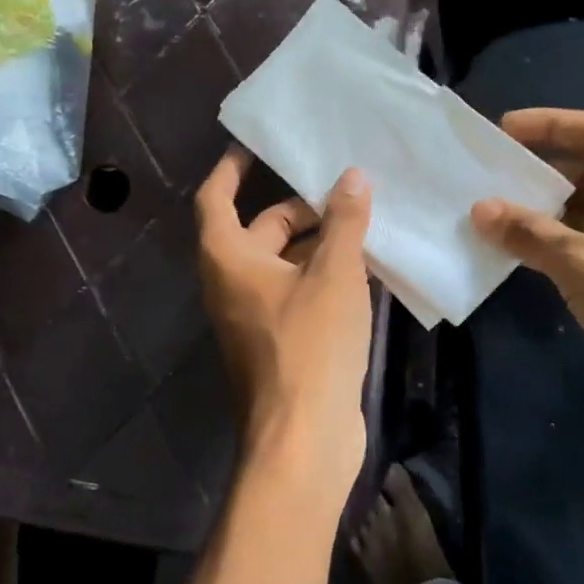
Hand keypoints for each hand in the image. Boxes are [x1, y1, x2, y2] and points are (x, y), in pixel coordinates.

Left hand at [196, 148, 374, 497]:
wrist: (303, 438)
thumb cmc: (310, 345)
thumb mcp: (333, 274)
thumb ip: (343, 222)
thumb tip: (352, 177)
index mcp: (228, 258)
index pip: (216, 197)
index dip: (231, 167)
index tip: (254, 145)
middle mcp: (232, 282)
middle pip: (260, 228)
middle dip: (301, 208)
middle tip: (345, 189)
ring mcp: (255, 315)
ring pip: (284, 262)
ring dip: (318, 242)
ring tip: (365, 222)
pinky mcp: (279, 341)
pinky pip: (297, 292)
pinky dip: (323, 275)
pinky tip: (367, 268)